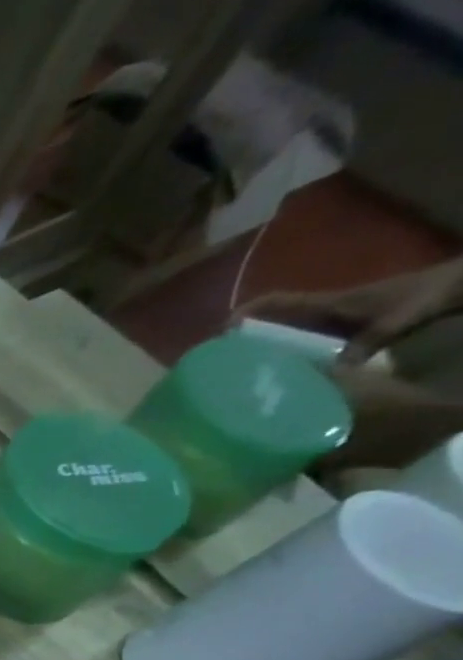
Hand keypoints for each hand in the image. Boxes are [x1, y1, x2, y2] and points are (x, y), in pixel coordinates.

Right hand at [238, 257, 462, 362]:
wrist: (457, 285)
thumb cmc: (425, 295)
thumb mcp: (398, 319)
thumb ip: (367, 343)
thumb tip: (334, 374)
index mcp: (327, 303)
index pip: (276, 301)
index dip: (246, 312)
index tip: (221, 332)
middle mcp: (322, 310)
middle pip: (273, 321)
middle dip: (246, 338)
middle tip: (224, 363)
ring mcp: (331, 320)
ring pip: (287, 333)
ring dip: (265, 349)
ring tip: (246, 373)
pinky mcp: (342, 330)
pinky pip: (305, 342)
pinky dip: (290, 355)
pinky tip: (285, 374)